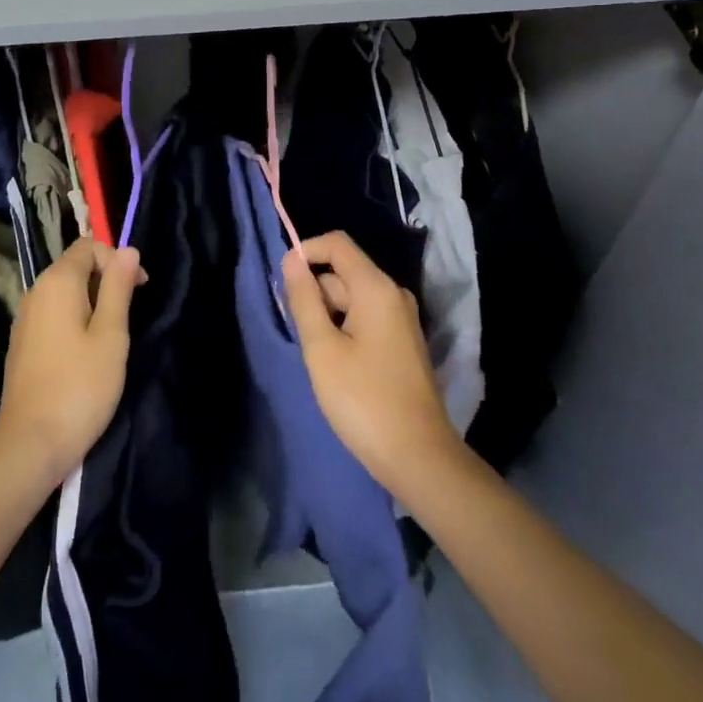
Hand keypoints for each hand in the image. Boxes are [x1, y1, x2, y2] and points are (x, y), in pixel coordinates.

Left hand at [0, 240, 143, 486]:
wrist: (30, 444)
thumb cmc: (80, 386)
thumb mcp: (111, 335)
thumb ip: (118, 287)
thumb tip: (127, 249)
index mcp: (57, 282)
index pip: (89, 246)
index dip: (117, 260)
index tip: (139, 290)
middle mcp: (35, 291)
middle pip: (76, 266)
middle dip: (106, 280)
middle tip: (129, 315)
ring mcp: (25, 318)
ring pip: (65, 292)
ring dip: (93, 302)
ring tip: (112, 337)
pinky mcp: (23, 342)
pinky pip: (54, 314)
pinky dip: (75, 319)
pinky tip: (86, 352)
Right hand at [282, 231, 462, 499]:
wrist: (419, 457)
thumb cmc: (363, 400)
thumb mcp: (322, 348)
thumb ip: (304, 299)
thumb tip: (291, 259)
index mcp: (376, 288)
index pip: (337, 244)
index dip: (306, 252)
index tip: (282, 283)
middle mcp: (393, 294)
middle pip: (343, 271)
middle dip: (313, 290)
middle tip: (296, 331)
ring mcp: (401, 319)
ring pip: (352, 297)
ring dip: (326, 313)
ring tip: (314, 352)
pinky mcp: (402, 343)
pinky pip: (366, 317)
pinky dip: (344, 327)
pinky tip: (334, 362)